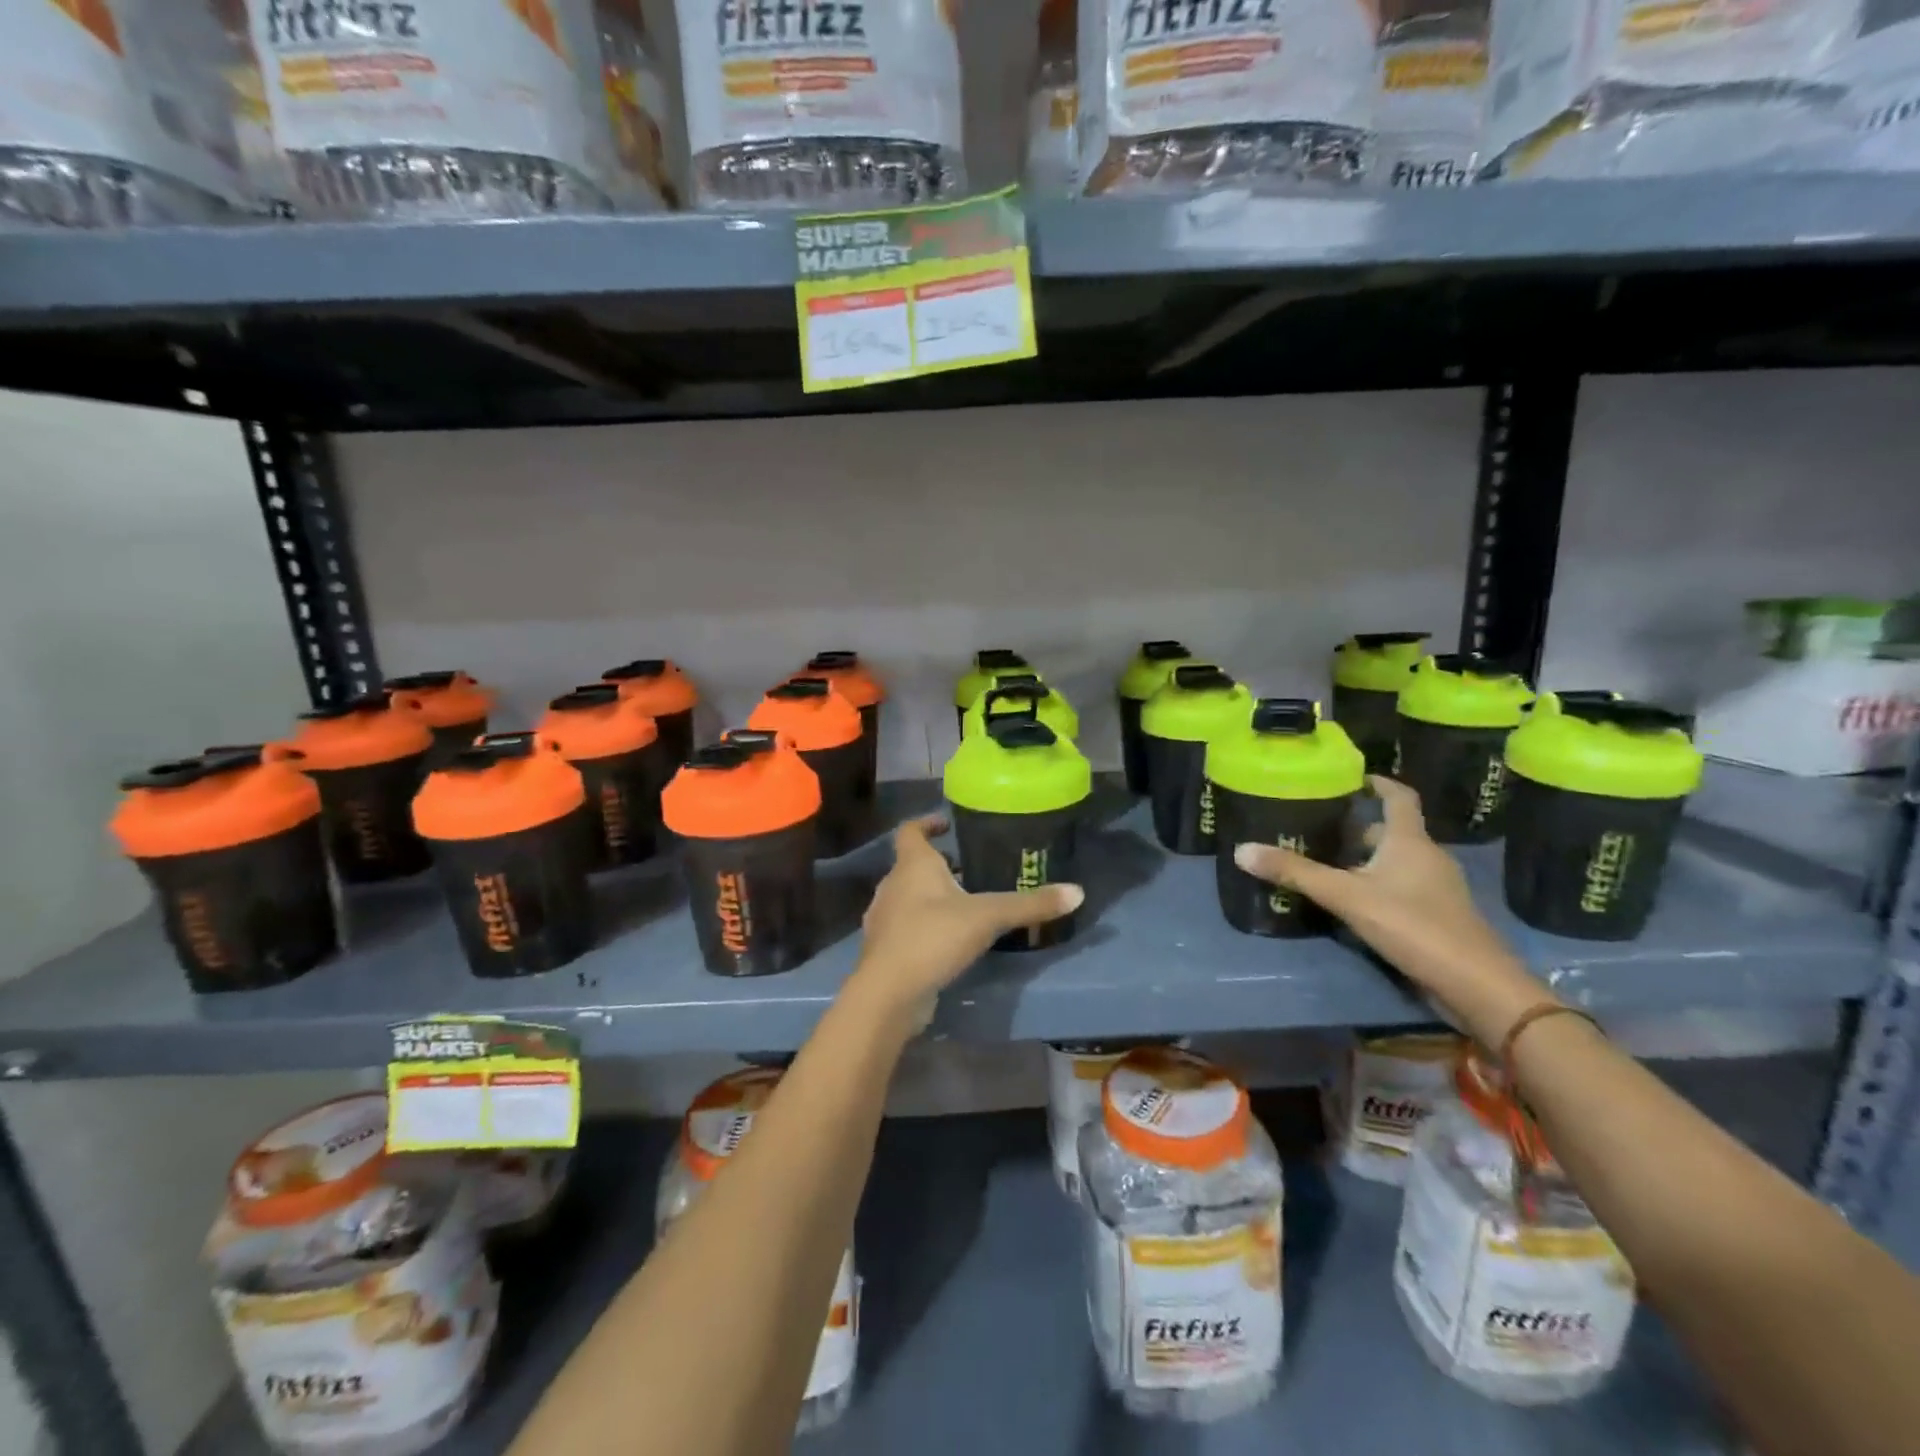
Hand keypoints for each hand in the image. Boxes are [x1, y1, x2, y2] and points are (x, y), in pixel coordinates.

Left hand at [847, 816, 1083, 1028]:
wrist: (889, 993)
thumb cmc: (933, 938)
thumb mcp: (988, 917)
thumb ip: (1030, 905)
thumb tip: (1077, 892)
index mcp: (912, 865)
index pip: (910, 830)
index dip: (927, 822)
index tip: (947, 824)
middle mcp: (892, 885)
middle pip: (912, 865)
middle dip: (940, 865)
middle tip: (973, 868)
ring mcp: (885, 919)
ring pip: (909, 897)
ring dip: (933, 897)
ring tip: (966, 905)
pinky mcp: (886, 950)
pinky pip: (908, 927)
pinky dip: (926, 926)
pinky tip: (950, 941)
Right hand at [1232, 775, 1548, 1046]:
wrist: (1476, 985)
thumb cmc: (1413, 925)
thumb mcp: (1346, 896)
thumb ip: (1296, 873)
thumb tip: (1241, 850)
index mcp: (1410, 841)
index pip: (1399, 797)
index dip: (1379, 783)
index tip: (1355, 778)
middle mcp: (1428, 857)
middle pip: (1393, 832)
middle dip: (1360, 828)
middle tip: (1321, 828)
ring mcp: (1438, 889)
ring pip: (1398, 862)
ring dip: (1368, 860)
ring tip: (1329, 864)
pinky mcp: (1439, 917)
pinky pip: (1405, 888)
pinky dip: (1380, 886)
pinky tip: (1355, 903)